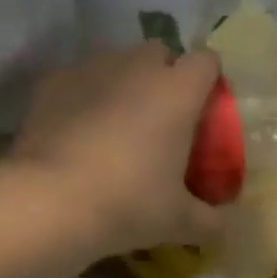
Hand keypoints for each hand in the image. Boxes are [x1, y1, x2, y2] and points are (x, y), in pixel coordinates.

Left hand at [8, 42, 222, 262]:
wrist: (50, 199)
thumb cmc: (128, 203)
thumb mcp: (178, 221)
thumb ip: (210, 220)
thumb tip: (226, 226)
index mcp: (178, 90)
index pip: (206, 61)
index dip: (207, 80)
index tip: (202, 109)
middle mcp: (138, 66)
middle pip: (159, 52)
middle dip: (162, 74)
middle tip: (159, 116)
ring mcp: (92, 68)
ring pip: (116, 61)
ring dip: (121, 82)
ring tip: (114, 124)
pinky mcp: (54, 80)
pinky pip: (78, 78)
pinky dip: (82, 95)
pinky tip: (75, 129)